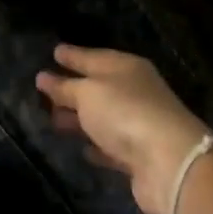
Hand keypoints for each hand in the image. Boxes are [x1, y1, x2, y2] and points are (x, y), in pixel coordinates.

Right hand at [36, 44, 208, 213]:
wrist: (168, 162)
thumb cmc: (124, 112)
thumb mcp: (88, 93)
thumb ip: (65, 86)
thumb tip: (44, 77)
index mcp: (126, 67)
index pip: (93, 56)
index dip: (73, 55)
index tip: (54, 52)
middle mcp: (135, 92)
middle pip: (98, 87)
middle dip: (72, 88)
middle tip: (44, 90)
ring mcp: (139, 124)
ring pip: (102, 117)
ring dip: (80, 119)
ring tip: (53, 120)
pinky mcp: (139, 156)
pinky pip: (111, 146)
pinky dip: (97, 146)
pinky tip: (82, 149)